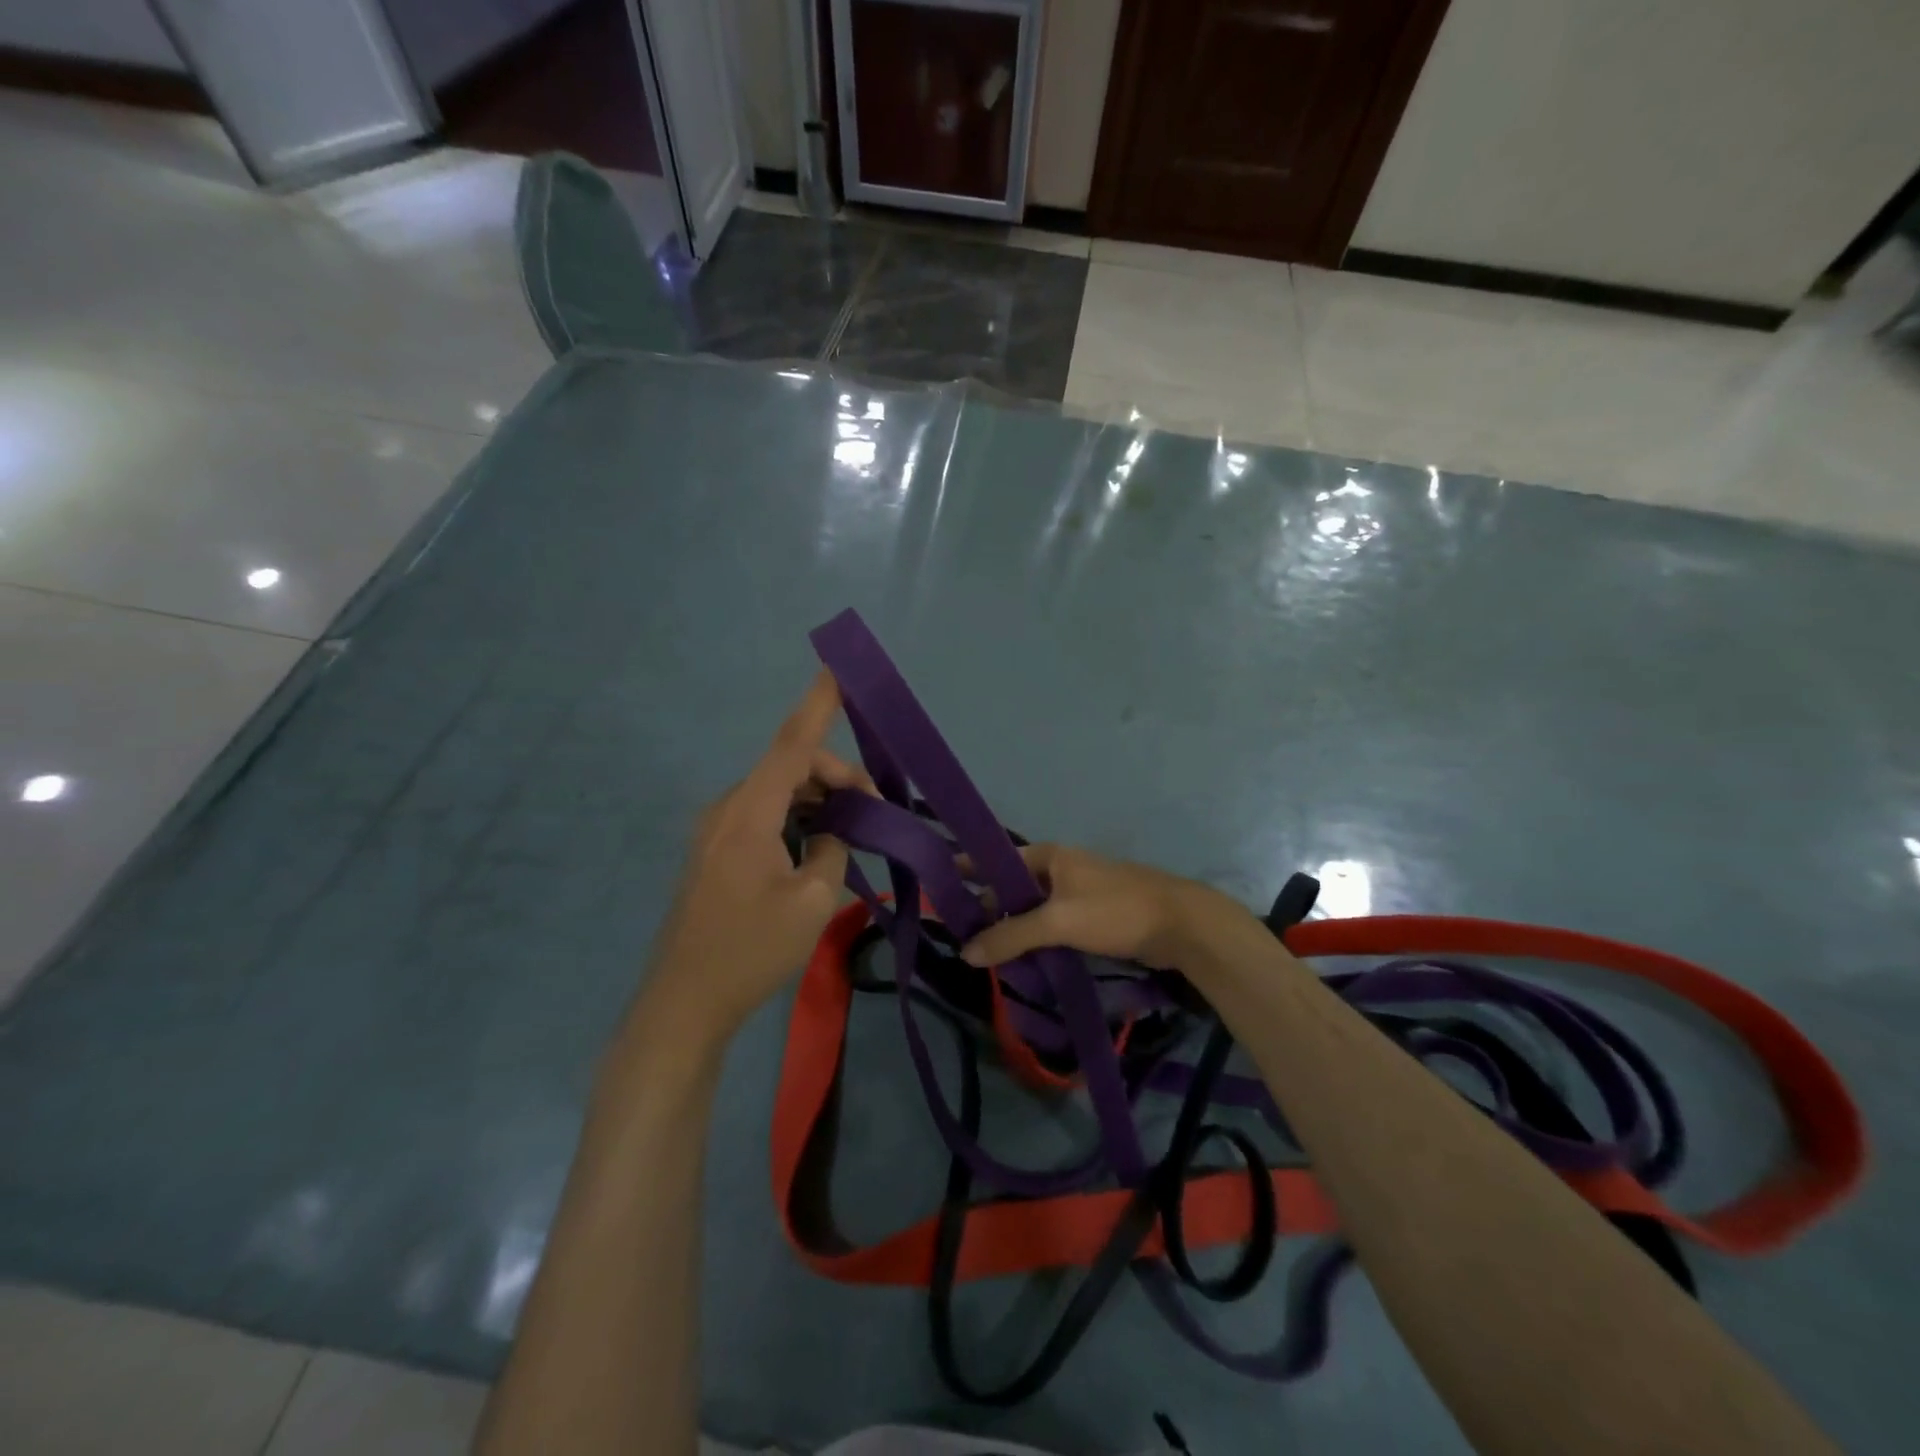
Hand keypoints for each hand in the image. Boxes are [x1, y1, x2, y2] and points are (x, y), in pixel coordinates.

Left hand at [643, 671, 872, 1040]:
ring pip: (777, 795)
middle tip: (876, 808)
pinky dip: (796, 821)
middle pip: (789, 770)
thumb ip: (831, 851)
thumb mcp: (812, 901)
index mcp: (748, 812)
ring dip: (817, 801)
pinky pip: (763, 819)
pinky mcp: (715, 856)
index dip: (817, 704)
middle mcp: (727, 810)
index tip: (836, 668)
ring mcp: (716, 833)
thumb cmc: (750, 950)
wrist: (683, 1005)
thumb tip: (830, 834)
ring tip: (854, 830)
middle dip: (836, 777)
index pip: (791, 745)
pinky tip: (818, 849)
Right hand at [958, 843, 1241, 972]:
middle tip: (959, 936)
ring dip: (1011, 929)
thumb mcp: (1058, 921)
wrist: (1180, 924)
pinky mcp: (1091, 917)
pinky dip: (1034, 939)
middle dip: (988, 909)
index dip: (968, 870)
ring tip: (983, 953)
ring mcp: (1076, 893)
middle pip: (1012, 888)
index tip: (937, 883)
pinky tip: (1021, 960)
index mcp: (1049, 856)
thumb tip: (966, 952)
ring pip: (1031, 910)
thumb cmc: (1115, 910)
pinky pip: (1051, 926)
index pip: (996, 859)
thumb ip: (1011, 936)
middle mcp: (1059, 869)